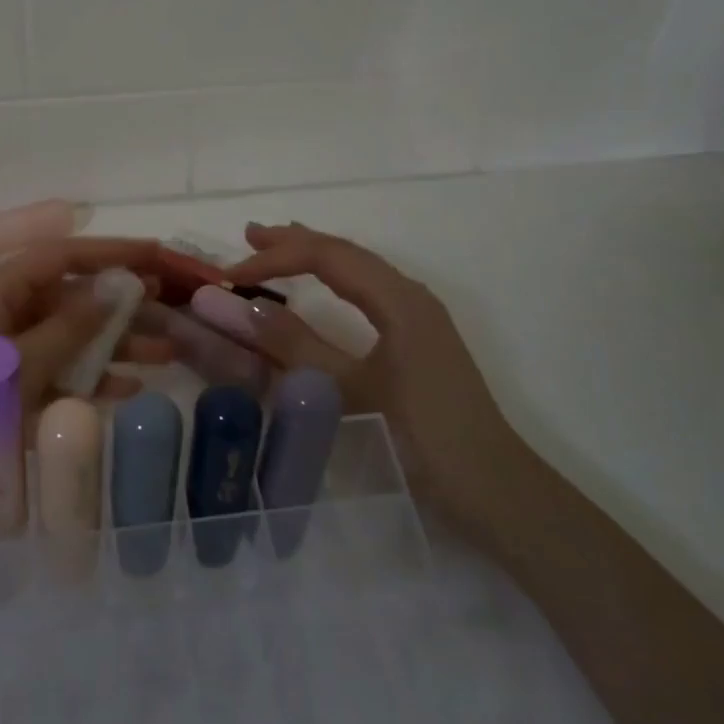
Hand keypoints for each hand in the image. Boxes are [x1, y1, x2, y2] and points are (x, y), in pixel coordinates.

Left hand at [0, 237, 172, 509]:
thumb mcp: (16, 365)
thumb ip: (69, 328)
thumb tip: (115, 288)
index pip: (63, 256)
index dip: (110, 252)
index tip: (157, 254)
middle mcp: (6, 314)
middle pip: (74, 298)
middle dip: (123, 304)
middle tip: (173, 309)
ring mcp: (10, 354)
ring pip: (73, 338)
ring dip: (117, 344)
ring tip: (167, 352)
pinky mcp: (12, 391)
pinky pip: (61, 374)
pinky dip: (93, 380)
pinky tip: (131, 389)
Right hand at [226, 221, 525, 542]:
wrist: (493, 487)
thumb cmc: (419, 435)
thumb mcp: (347, 389)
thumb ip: (294, 345)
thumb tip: (241, 307)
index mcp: (398, 299)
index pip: (327, 257)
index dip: (275, 258)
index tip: (230, 274)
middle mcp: (410, 295)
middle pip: (346, 253)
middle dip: (295, 242)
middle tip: (249, 236)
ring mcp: (419, 316)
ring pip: (358, 270)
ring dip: (315, 257)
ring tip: (276, 248)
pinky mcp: (420, 338)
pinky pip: (368, 290)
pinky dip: (334, 279)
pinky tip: (322, 287)